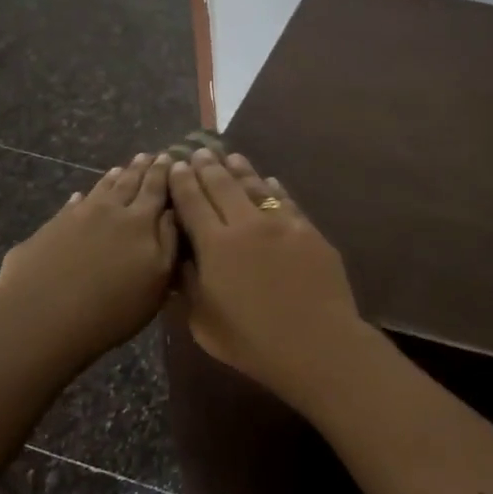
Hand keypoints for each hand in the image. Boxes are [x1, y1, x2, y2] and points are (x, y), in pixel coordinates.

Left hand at [0, 153, 178, 365]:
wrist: (40, 319)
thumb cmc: (112, 308)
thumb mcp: (158, 281)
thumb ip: (169, 242)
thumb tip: (173, 211)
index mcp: (141, 221)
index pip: (156, 190)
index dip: (164, 173)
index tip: (169, 157)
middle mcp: (109, 211)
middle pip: (128, 184)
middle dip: (141, 169)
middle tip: (149, 155)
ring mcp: (75, 217)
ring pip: (100, 190)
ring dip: (113, 178)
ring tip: (121, 168)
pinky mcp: (48, 230)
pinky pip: (71, 206)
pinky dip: (81, 198)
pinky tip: (80, 197)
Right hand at [167, 148, 369, 400]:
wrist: (316, 342)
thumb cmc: (253, 342)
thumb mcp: (204, 322)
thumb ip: (188, 286)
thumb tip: (178, 259)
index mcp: (215, 245)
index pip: (193, 202)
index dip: (182, 182)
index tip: (176, 165)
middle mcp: (247, 224)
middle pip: (223, 186)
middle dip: (208, 167)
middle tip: (199, 151)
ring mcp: (282, 224)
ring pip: (256, 188)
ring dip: (240, 170)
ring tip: (230, 157)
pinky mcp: (309, 231)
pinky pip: (286, 202)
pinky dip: (274, 189)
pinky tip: (269, 181)